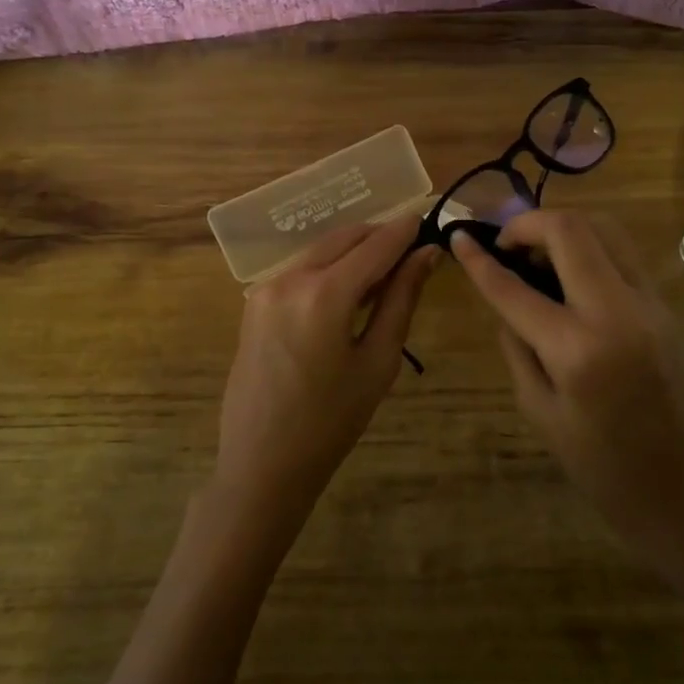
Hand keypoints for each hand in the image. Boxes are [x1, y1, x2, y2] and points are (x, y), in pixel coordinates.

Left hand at [215, 217, 438, 525]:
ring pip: (321, 250)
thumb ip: (401, 299)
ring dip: (354, 252)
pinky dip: (329, 268)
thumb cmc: (331, 421)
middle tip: (412, 251)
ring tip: (385, 274)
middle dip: (379, 237)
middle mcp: (290, 277)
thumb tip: (426, 255)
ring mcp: (266, 287)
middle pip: (345, 238)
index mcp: (323, 293)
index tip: (429, 221)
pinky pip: (300, 269)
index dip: (405, 231)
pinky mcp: (254, 301)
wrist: (263, 462)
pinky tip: (348, 290)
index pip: (375, 245)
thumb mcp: (377, 361)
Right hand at [450, 211, 683, 571]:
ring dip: (562, 229)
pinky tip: (568, 275)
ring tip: (536, 254)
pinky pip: (621, 255)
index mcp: (576, 349)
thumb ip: (517, 347)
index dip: (479, 259)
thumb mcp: (540, 412)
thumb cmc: (603, 468)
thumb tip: (507, 301)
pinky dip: (588, 248)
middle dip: (527, 223)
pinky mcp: (665, 306)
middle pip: (571, 229)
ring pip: (604, 229)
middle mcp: (616, 311)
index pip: (514, 287)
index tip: (458, 237)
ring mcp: (649, 303)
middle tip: (505, 244)